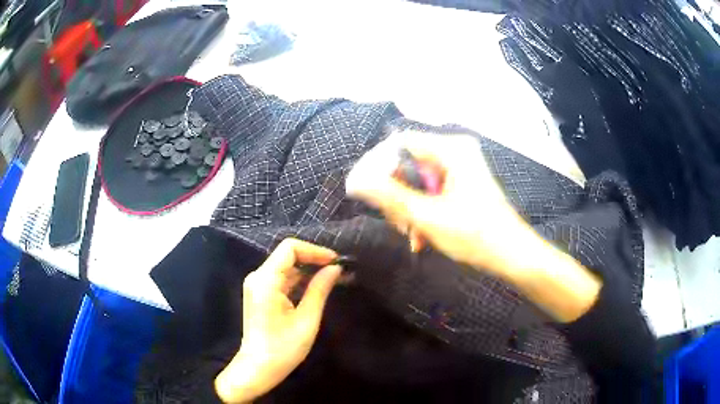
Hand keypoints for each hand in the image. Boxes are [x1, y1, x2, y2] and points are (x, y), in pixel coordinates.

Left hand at [215, 239, 341, 402]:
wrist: (258, 368)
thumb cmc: (283, 348)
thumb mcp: (306, 319)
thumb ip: (320, 289)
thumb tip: (335, 268)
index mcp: (266, 280)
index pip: (290, 248)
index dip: (314, 250)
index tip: (335, 261)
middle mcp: (257, 277)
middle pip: (287, 255)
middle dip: (314, 259)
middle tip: (339, 270)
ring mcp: (257, 285)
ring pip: (285, 267)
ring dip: (308, 270)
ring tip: (333, 278)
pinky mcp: (260, 293)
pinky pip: (281, 278)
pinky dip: (299, 280)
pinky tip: (316, 287)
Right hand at [346, 130, 532, 277]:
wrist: (512, 255)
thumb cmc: (475, 235)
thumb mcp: (427, 216)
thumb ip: (389, 196)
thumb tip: (355, 180)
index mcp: (451, 149)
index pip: (399, 143)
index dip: (378, 166)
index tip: (366, 193)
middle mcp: (456, 151)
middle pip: (408, 164)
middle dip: (398, 196)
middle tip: (398, 224)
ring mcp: (460, 168)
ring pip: (417, 181)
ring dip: (409, 209)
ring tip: (413, 235)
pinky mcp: (462, 183)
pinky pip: (431, 191)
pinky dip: (423, 211)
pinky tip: (422, 236)